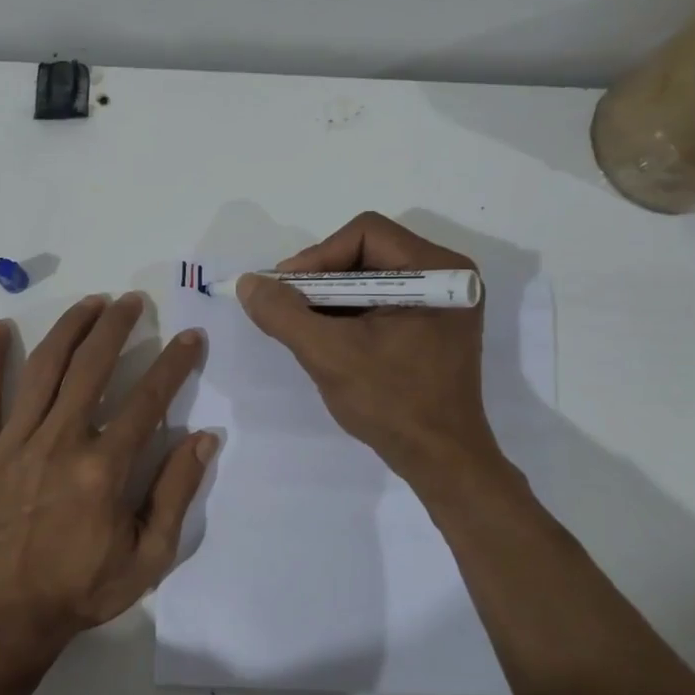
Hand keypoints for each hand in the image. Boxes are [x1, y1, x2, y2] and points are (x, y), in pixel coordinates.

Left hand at [0, 293, 218, 680]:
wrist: (5, 618)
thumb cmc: (81, 590)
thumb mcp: (148, 557)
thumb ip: (175, 493)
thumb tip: (204, 438)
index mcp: (104, 469)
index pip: (148, 399)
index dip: (174, 363)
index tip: (190, 337)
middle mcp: (60, 442)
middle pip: (92, 367)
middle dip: (117, 327)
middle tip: (133, 301)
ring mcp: (14, 443)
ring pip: (43, 368)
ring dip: (69, 328)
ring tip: (90, 303)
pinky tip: (0, 328)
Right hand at [236, 212, 517, 497]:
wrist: (441, 461)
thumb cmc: (392, 403)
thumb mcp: (329, 355)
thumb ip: (284, 314)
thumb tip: (249, 284)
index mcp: (436, 270)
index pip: (365, 234)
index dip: (317, 257)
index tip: (284, 291)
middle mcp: (445, 275)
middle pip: (366, 253)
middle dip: (320, 280)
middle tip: (286, 307)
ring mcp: (440, 303)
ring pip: (369, 279)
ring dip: (329, 298)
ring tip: (301, 326)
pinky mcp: (431, 326)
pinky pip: (379, 302)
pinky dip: (347, 314)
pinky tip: (325, 339)